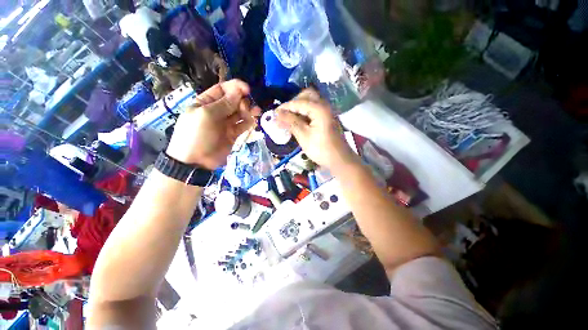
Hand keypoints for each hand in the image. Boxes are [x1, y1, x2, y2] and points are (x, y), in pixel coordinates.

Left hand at [166, 80, 260, 169]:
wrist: (196, 162)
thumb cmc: (197, 135)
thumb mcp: (206, 115)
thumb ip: (224, 103)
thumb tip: (239, 92)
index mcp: (205, 102)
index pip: (222, 89)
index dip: (235, 87)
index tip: (247, 89)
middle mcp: (217, 111)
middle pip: (233, 101)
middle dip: (242, 101)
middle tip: (247, 107)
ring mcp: (225, 123)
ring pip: (240, 113)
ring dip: (248, 111)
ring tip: (256, 112)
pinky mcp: (233, 134)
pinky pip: (243, 125)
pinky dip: (249, 122)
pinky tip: (254, 120)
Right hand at [276, 89, 357, 169]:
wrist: (340, 160)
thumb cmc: (321, 149)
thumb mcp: (304, 136)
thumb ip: (290, 122)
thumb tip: (276, 114)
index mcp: (319, 109)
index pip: (298, 102)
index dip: (285, 107)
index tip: (274, 113)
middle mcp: (324, 106)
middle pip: (307, 96)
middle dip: (294, 103)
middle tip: (284, 114)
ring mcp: (327, 112)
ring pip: (311, 102)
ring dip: (299, 107)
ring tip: (289, 118)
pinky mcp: (327, 119)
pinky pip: (314, 110)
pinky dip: (305, 113)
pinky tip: (298, 122)